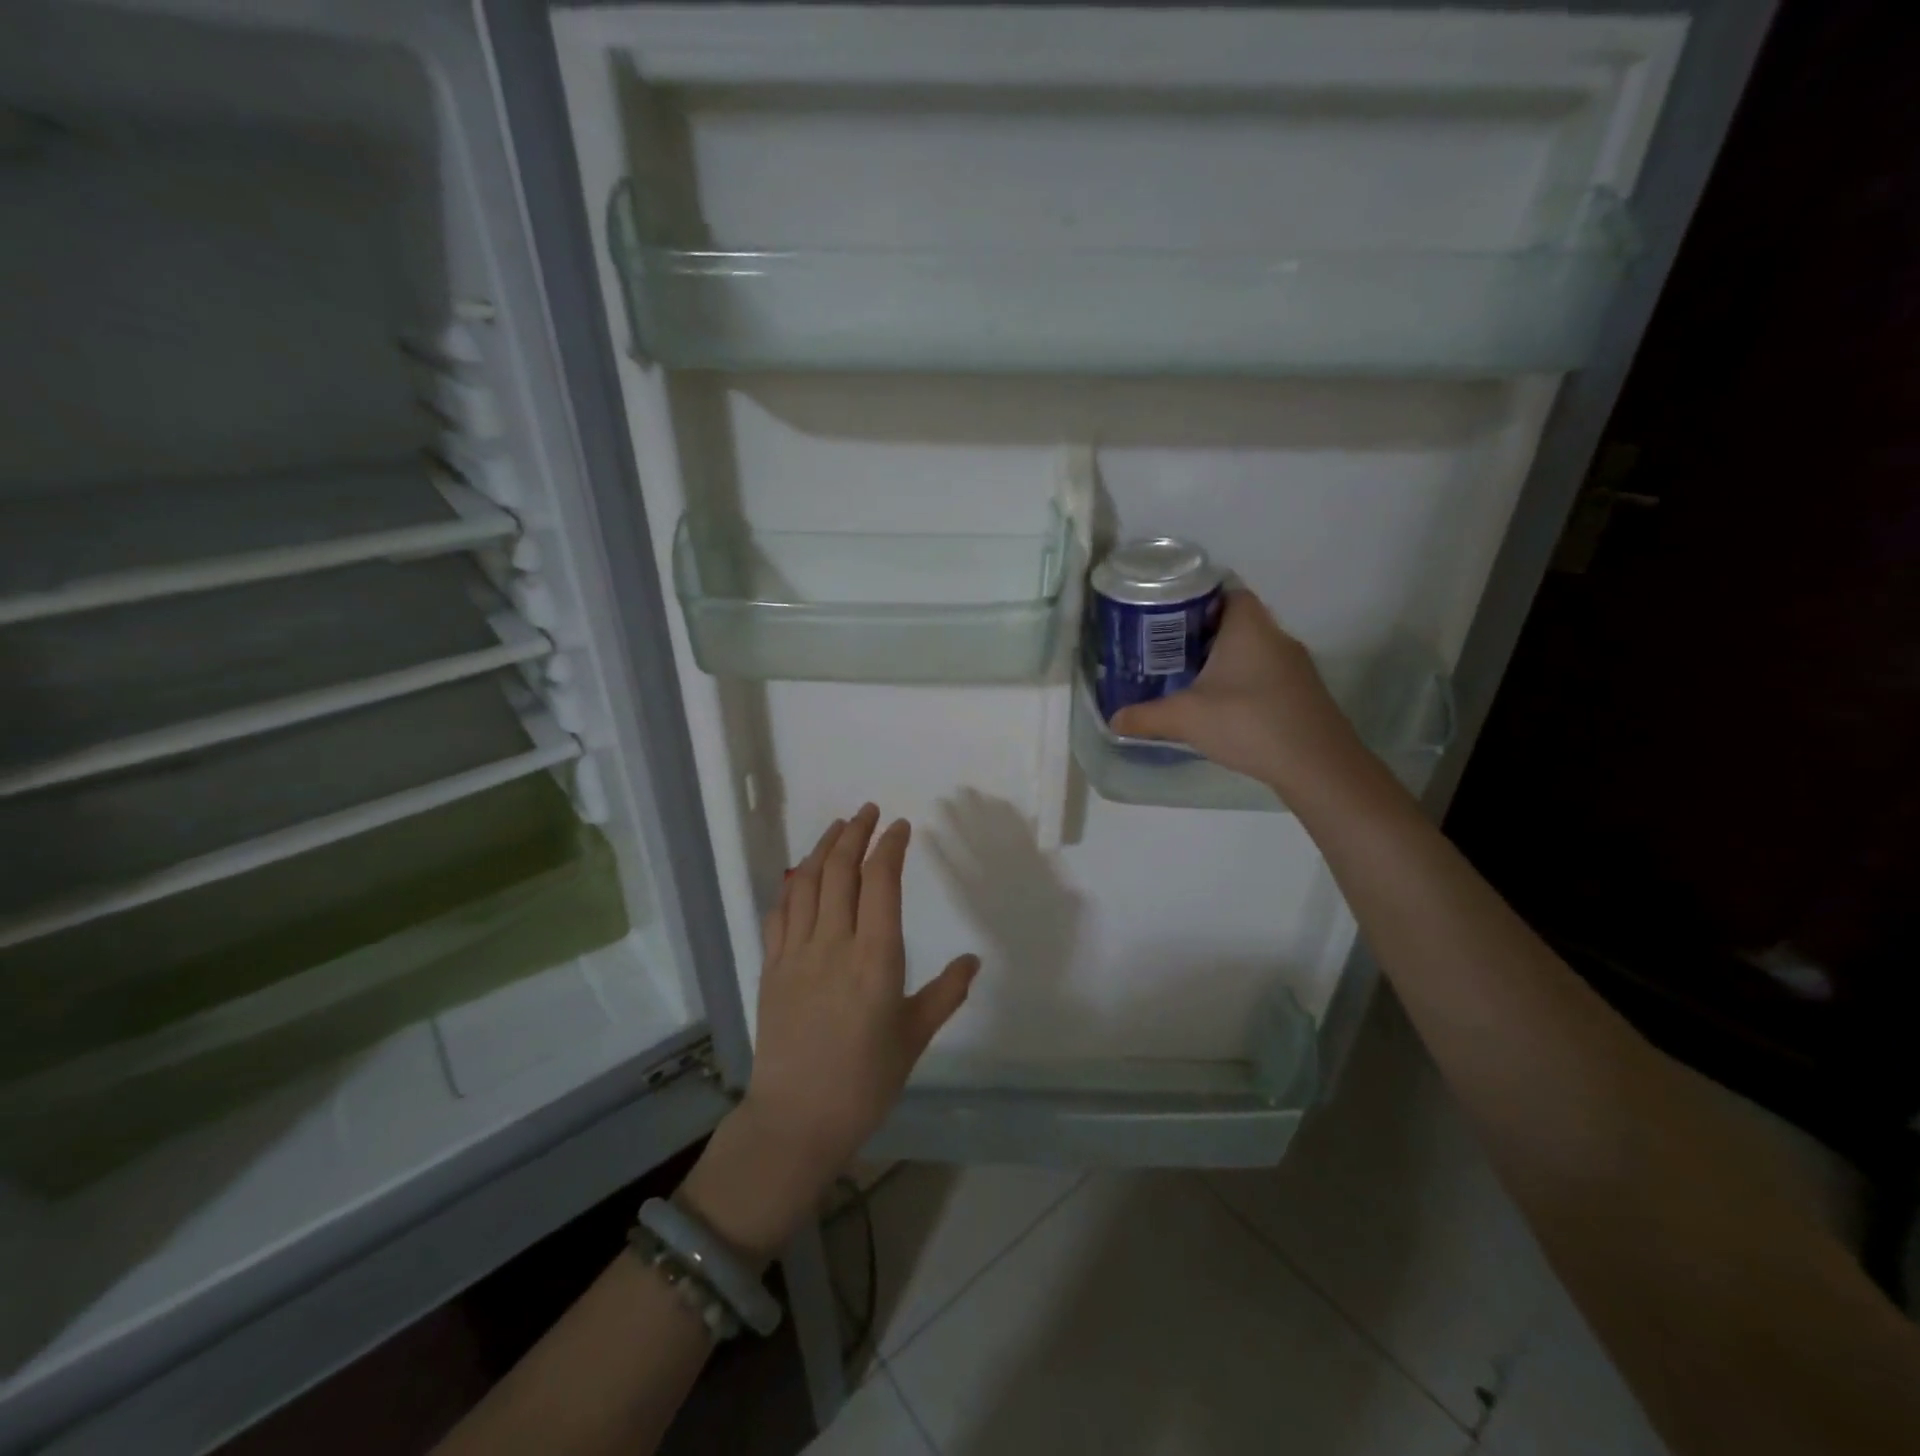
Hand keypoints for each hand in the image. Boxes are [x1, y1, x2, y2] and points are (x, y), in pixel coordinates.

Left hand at [678, 805, 978, 1262]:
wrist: (797, 1120)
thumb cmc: (865, 1081)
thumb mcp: (915, 1038)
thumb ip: (946, 993)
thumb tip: (973, 960)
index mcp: (875, 959)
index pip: (881, 883)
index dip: (889, 847)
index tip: (900, 827)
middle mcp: (834, 945)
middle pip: (840, 870)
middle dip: (855, 833)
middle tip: (869, 811)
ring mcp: (796, 954)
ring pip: (806, 883)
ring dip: (821, 848)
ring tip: (837, 827)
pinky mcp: (771, 968)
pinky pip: (779, 913)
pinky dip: (791, 885)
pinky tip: (799, 874)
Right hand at [1109, 590, 1363, 792]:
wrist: (1316, 764)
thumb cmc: (1247, 722)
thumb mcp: (1186, 718)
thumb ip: (1146, 717)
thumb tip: (1113, 720)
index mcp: (1249, 627)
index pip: (1227, 591)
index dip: (1198, 598)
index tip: (1169, 617)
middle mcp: (1276, 636)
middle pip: (1238, 621)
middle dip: (1204, 633)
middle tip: (1169, 650)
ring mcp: (1295, 666)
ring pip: (1253, 649)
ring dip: (1225, 660)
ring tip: (1191, 678)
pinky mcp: (1303, 693)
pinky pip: (1266, 674)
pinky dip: (1244, 681)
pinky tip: (1223, 706)